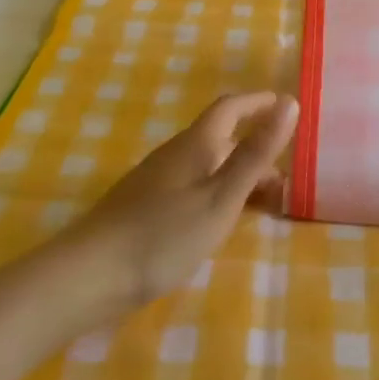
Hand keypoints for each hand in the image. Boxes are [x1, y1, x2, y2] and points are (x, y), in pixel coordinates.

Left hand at [54, 91, 299, 308]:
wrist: (89, 276)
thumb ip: (256, 153)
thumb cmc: (164, 235)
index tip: (287, 106)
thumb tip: (289, 103)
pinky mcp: (147, 206)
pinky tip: (223, 221)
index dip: (259, 102)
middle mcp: (175, 154)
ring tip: (266, 203)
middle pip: (222, 138)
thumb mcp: (221, 197)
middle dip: (256, 147)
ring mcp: (158, 180)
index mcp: (195, 144)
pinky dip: (219, 192)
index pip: (231, 107)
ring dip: (240, 174)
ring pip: (208, 165)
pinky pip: (195, 185)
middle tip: (289, 173)